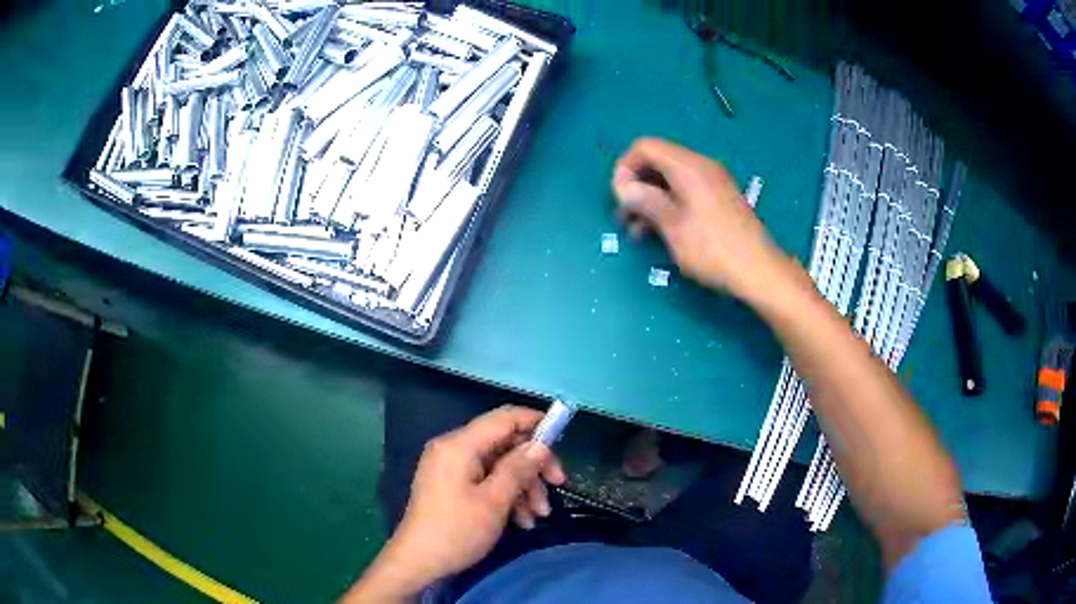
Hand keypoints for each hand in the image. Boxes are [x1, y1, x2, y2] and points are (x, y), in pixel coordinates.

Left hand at [345, 405, 565, 601]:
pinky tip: (522, 521)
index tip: (562, 438)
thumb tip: (540, 445)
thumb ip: (518, 468)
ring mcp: (451, 468)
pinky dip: (506, 495)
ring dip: (523, 486)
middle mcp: (453, 449)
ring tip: (539, 516)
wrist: (418, 562)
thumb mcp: (494, 501)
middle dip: (532, 466)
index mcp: (459, 445)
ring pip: (499, 465)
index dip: (534, 422)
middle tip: (558, 485)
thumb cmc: (457, 531)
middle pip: (504, 443)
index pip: (503, 418)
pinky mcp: (451, 485)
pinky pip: (485, 480)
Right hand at [611, 138, 790, 298]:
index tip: (619, 198)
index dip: (625, 168)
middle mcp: (701, 167)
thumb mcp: (673, 226)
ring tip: (637, 232)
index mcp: (688, 167)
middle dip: (636, 186)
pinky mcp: (718, 199)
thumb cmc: (713, 249)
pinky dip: (668, 205)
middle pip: (657, 161)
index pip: (645, 147)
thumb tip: (623, 187)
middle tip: (624, 218)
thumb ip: (646, 201)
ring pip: (669, 179)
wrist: (759, 271)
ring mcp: (712, 182)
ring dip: (649, 200)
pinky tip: (659, 232)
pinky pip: (685, 191)